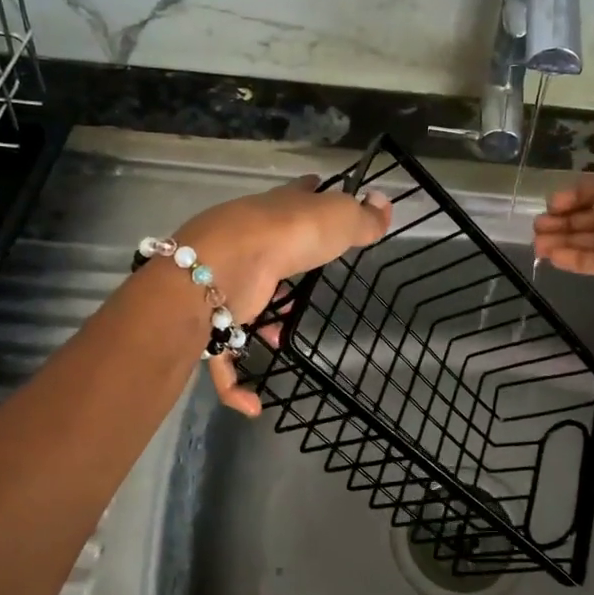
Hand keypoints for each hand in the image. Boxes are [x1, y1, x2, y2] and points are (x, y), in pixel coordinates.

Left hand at [177, 175, 391, 415]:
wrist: (218, 269)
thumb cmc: (286, 237)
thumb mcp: (337, 220)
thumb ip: (363, 218)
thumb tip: (385, 204)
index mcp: (277, 212)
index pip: (296, 195)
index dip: (309, 192)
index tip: (317, 189)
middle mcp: (246, 242)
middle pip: (266, 248)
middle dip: (282, 263)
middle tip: (304, 279)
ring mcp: (223, 281)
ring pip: (238, 301)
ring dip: (256, 323)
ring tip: (282, 338)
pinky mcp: (208, 321)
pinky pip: (221, 359)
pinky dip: (235, 383)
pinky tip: (254, 405)